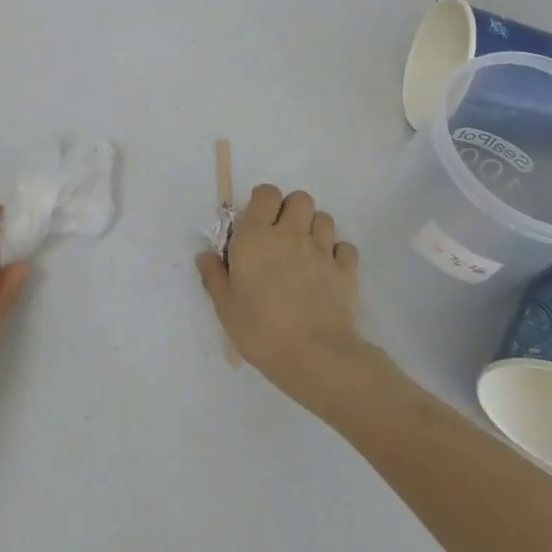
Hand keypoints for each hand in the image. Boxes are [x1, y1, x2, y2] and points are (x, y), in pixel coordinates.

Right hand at [196, 186, 367, 407]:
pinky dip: (338, 254)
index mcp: (255, 237)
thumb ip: (214, 276)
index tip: (256, 222)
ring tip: (305, 252)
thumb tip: (205, 255)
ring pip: (324, 217)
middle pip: (300, 198)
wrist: (315, 357)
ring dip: (314, 228)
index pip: (266, 194)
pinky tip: (328, 271)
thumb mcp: (225, 308)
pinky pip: (345, 247)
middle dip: (292, 210)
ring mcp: (322, 250)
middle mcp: (290, 234)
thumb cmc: (261, 331)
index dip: (262, 202)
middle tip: (282, 235)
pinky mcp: (346, 271)